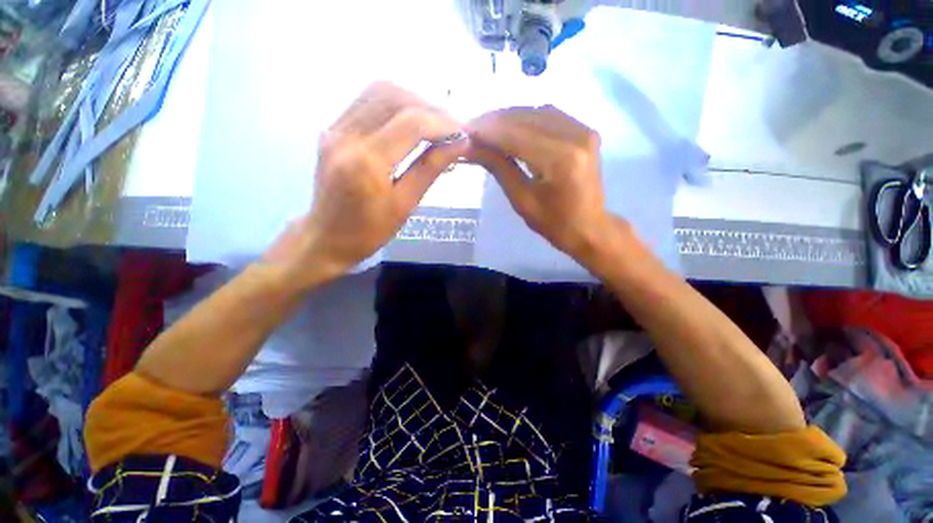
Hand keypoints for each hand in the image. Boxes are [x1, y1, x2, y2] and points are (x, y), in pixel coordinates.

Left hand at [265, 82, 466, 283]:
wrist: (326, 237)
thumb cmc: (370, 231)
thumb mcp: (405, 205)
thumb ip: (431, 169)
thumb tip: (459, 144)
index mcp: (366, 162)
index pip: (411, 123)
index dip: (442, 123)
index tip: (463, 133)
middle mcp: (346, 136)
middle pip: (393, 97)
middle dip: (429, 107)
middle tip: (451, 127)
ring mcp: (335, 129)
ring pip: (378, 92)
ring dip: (412, 101)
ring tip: (434, 123)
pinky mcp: (332, 129)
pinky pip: (366, 102)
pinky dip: (394, 105)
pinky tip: (410, 123)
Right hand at [465, 106, 614, 261]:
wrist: (589, 227)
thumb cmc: (554, 223)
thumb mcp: (521, 200)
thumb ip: (498, 167)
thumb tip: (470, 146)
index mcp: (561, 160)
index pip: (515, 134)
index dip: (487, 130)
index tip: (463, 131)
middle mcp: (576, 136)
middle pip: (526, 117)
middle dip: (494, 121)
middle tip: (471, 130)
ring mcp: (583, 130)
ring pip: (536, 111)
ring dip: (508, 118)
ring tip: (486, 130)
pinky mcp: (584, 130)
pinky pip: (549, 115)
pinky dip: (525, 119)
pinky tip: (510, 129)